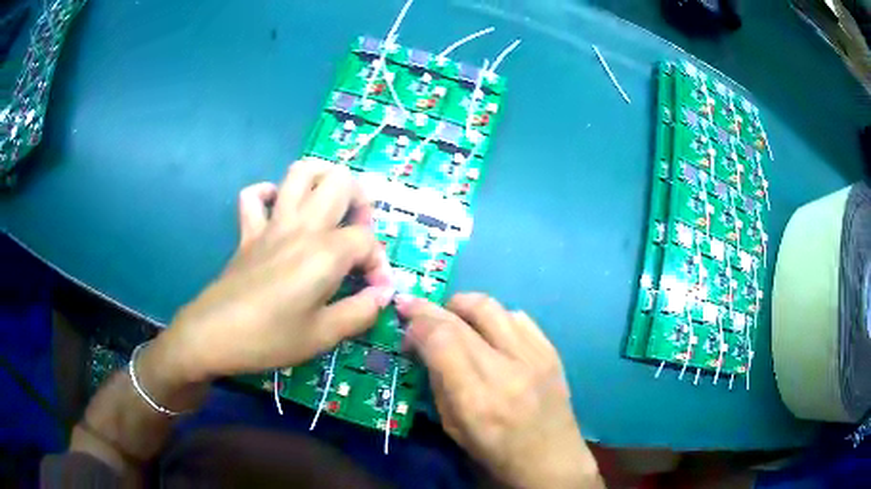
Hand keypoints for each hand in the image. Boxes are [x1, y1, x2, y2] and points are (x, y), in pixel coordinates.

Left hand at [155, 158, 393, 383]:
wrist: (213, 335)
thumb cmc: (270, 339)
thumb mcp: (323, 336)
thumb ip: (360, 312)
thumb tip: (381, 295)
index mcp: (325, 253)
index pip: (367, 240)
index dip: (379, 264)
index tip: (375, 292)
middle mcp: (301, 227)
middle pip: (340, 182)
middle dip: (360, 200)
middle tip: (358, 232)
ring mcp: (271, 225)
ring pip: (299, 173)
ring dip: (321, 179)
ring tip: (329, 205)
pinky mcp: (248, 233)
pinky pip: (254, 197)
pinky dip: (268, 195)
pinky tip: (278, 211)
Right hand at [397, 294, 602, 488]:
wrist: (551, 458)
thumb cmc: (496, 451)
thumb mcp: (453, 427)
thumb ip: (438, 383)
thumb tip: (424, 345)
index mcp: (477, 398)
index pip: (442, 340)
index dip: (418, 322)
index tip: (404, 318)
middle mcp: (508, 370)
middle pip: (463, 317)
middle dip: (431, 307)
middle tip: (414, 307)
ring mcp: (535, 356)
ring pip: (492, 306)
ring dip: (463, 306)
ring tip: (451, 317)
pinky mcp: (551, 351)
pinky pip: (518, 316)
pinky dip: (495, 317)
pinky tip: (489, 331)